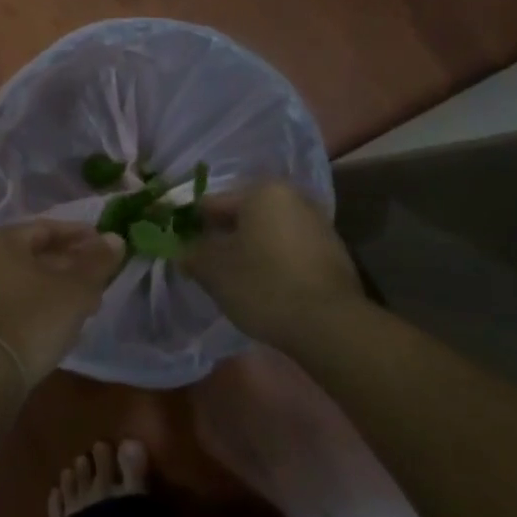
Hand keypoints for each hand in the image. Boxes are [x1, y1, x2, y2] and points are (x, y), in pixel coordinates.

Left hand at [0, 220, 124, 384]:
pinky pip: (19, 298)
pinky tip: (66, 318)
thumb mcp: (75, 289)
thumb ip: (98, 261)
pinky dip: (44, 302)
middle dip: (73, 263)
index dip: (82, 236)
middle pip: (38, 253)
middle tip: (103, 274)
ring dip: (61, 285)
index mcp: (4, 240)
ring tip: (92, 300)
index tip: (107, 246)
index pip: (49, 228)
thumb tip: (115, 239)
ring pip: (30, 278)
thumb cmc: (33, 319)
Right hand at [183, 181, 362, 346]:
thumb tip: (186, 252)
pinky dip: (273, 265)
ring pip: (267, 236)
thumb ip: (192, 253)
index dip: (193, 226)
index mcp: (263, 191)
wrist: (328, 325)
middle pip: (244, 218)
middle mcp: (294, 199)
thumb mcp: (212, 269)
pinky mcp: (334, 256)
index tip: (183, 249)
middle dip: (224, 239)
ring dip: (249, 252)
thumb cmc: (262, 284)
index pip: (213, 204)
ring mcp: (319, 227)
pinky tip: (264, 290)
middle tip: (206, 267)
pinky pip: (289, 254)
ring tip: (233, 282)